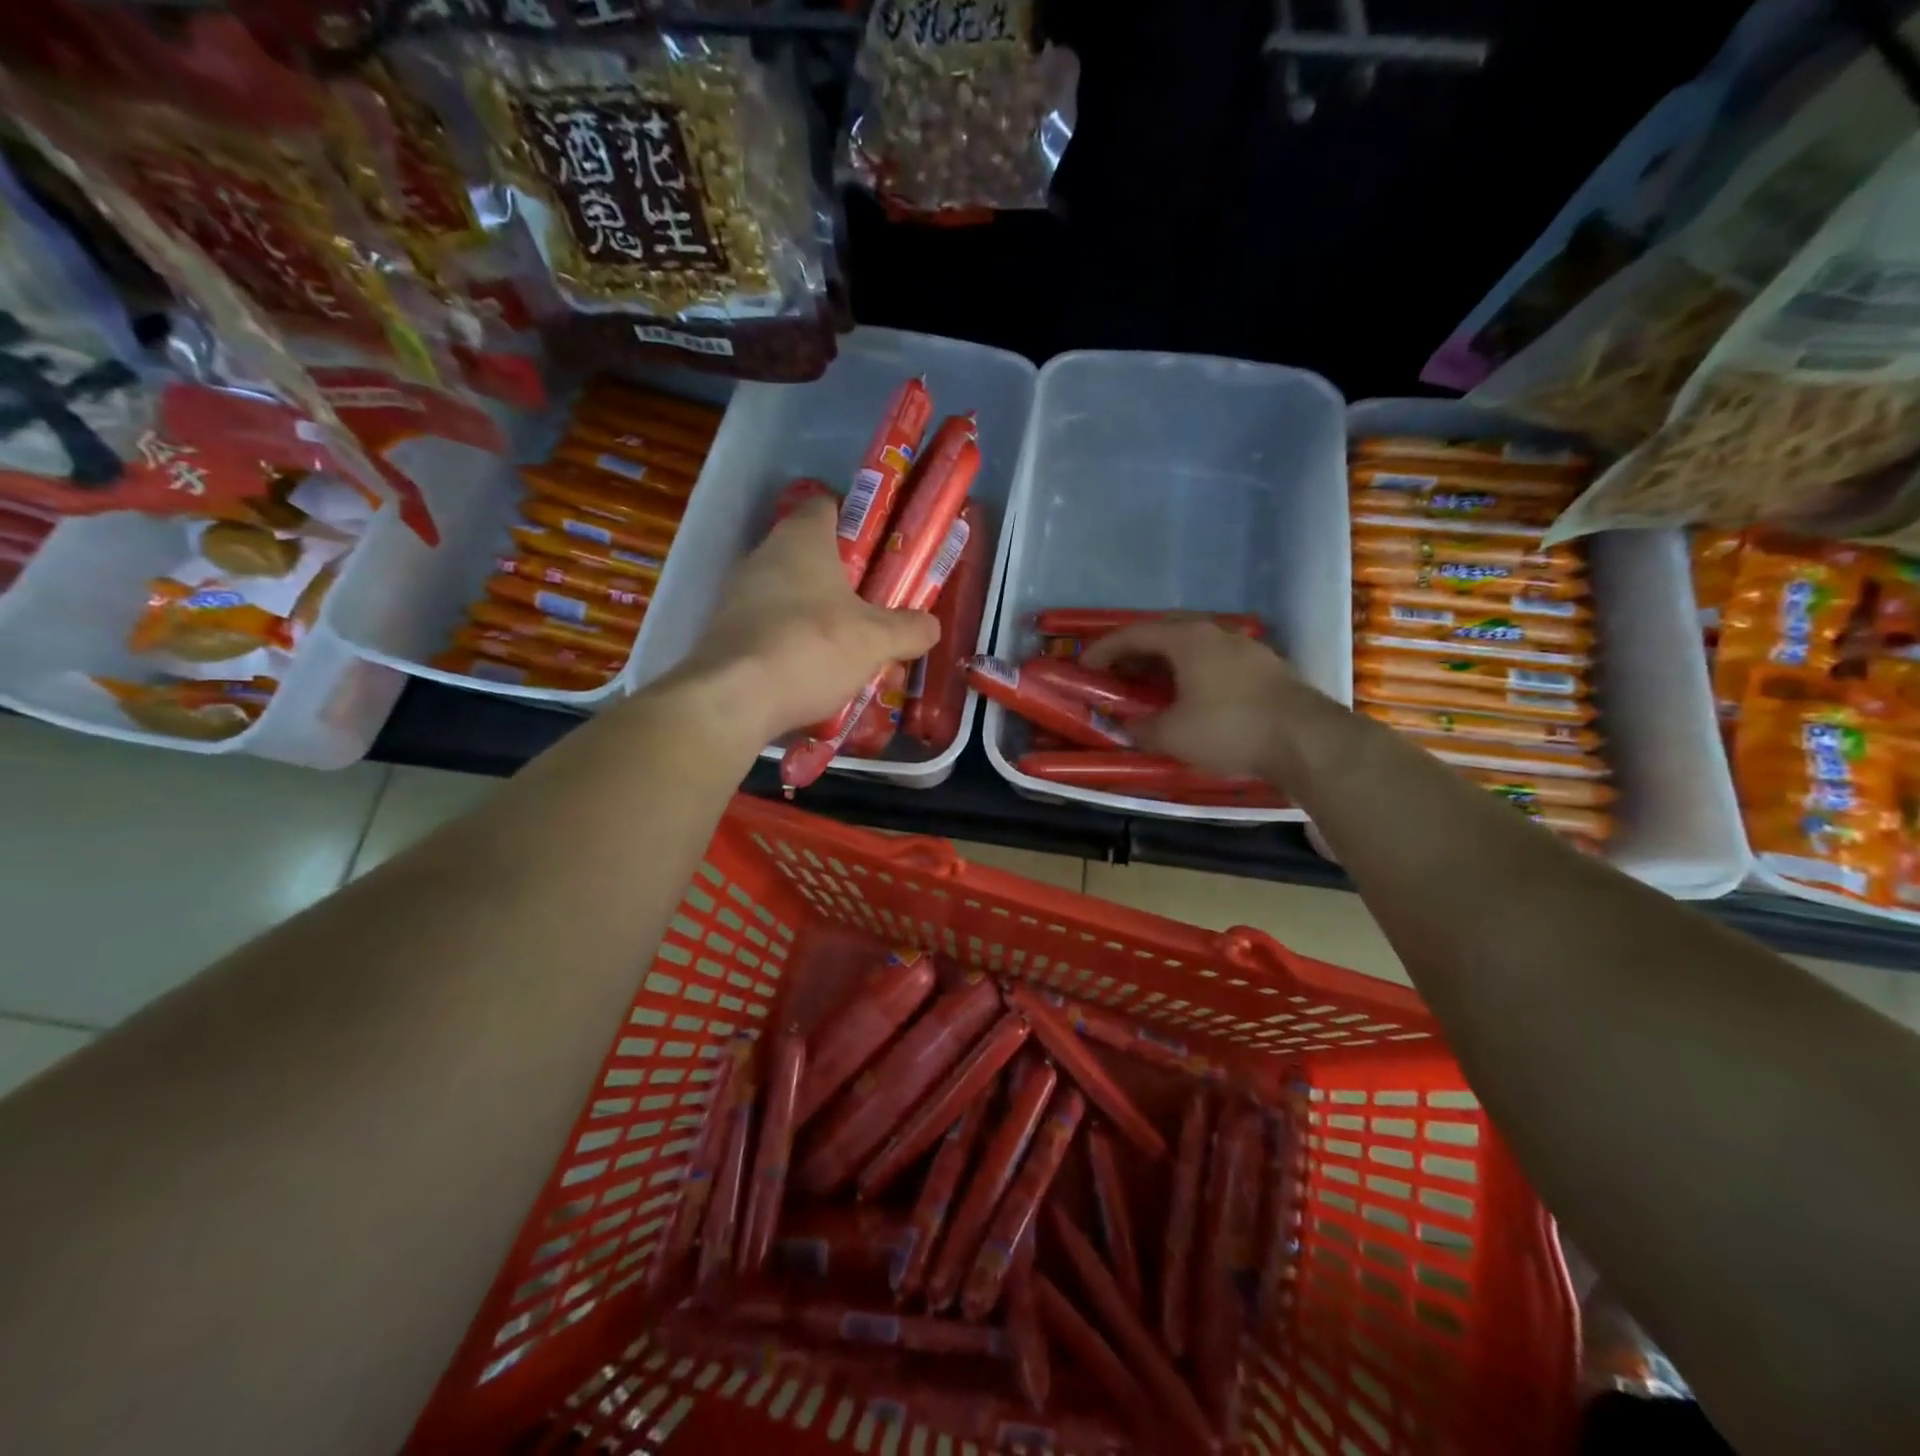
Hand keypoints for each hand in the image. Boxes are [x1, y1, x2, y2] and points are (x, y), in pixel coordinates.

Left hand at [672, 497, 939, 744]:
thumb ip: (909, 629)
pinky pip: (769, 627)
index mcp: (801, 538)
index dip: (855, 520)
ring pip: (788, 593)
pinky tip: (813, 671)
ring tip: (849, 644)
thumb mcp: (876, 640)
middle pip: (809, 554)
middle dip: (842, 577)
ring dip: (816, 613)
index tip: (880, 547)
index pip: (827, 506)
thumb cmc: (811, 647)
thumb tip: (931, 625)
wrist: (733, 699)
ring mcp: (738, 594)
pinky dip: (792, 642)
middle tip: (875, 604)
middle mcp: (764, 555)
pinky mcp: (724, 632)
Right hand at [1081, 618, 1303, 779]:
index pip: (1134, 634)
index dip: (1104, 650)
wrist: (1306, 741)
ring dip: (1166, 662)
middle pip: (1165, 632)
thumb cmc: (1229, 729)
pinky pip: (1215, 661)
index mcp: (1187, 639)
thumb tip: (1128, 724)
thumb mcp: (1172, 734)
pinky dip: (1193, 672)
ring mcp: (1245, 648)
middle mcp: (1216, 633)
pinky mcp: (1265, 668)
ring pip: (1194, 646)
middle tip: (1117, 672)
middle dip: (1136, 650)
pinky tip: (1192, 696)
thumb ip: (1141, 726)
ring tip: (1151, 685)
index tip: (1084, 667)